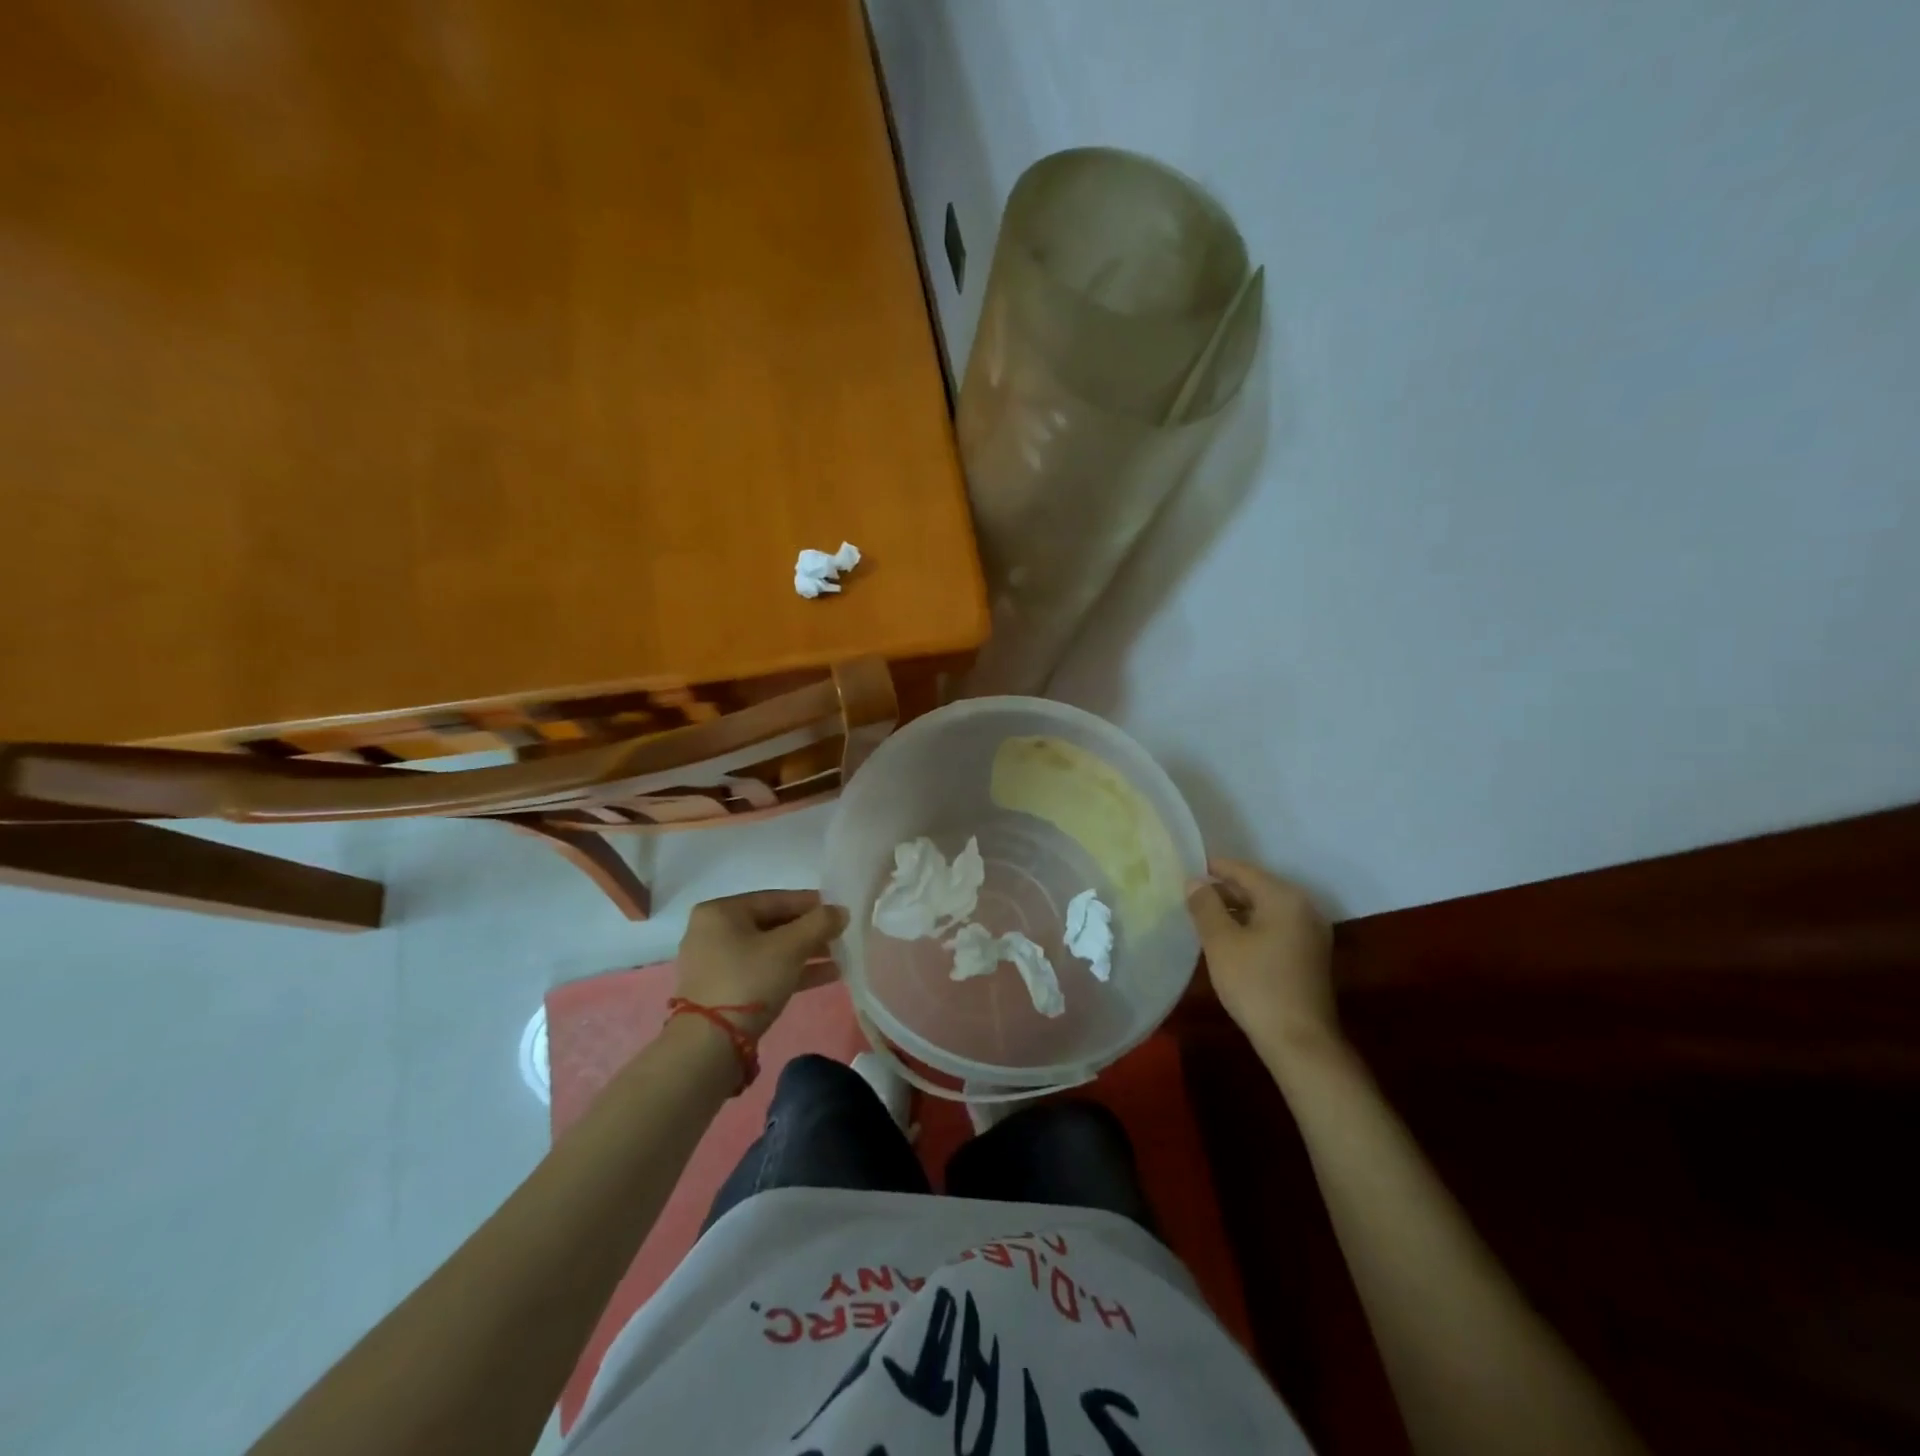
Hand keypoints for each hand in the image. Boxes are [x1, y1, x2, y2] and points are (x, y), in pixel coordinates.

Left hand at [670, 890, 848, 1039]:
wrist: (709, 1044)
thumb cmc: (748, 980)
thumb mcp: (789, 947)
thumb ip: (819, 923)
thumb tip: (841, 911)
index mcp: (721, 911)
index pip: (775, 899)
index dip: (811, 903)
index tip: (838, 910)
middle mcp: (713, 932)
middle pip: (772, 924)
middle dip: (809, 932)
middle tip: (840, 936)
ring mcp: (716, 964)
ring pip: (770, 950)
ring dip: (805, 953)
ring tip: (839, 958)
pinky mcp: (723, 991)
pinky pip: (763, 971)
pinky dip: (791, 971)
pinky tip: (826, 976)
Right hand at [1187, 858, 1337, 1053]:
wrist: (1299, 1041)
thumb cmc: (1256, 984)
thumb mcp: (1221, 942)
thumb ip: (1205, 906)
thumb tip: (1195, 881)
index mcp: (1284, 897)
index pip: (1242, 870)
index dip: (1212, 868)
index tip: (1184, 869)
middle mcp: (1303, 907)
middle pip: (1256, 887)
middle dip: (1223, 890)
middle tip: (1189, 896)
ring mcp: (1310, 932)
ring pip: (1265, 908)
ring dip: (1236, 910)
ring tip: (1203, 917)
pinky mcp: (1310, 954)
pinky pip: (1275, 926)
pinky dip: (1251, 926)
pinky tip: (1229, 939)